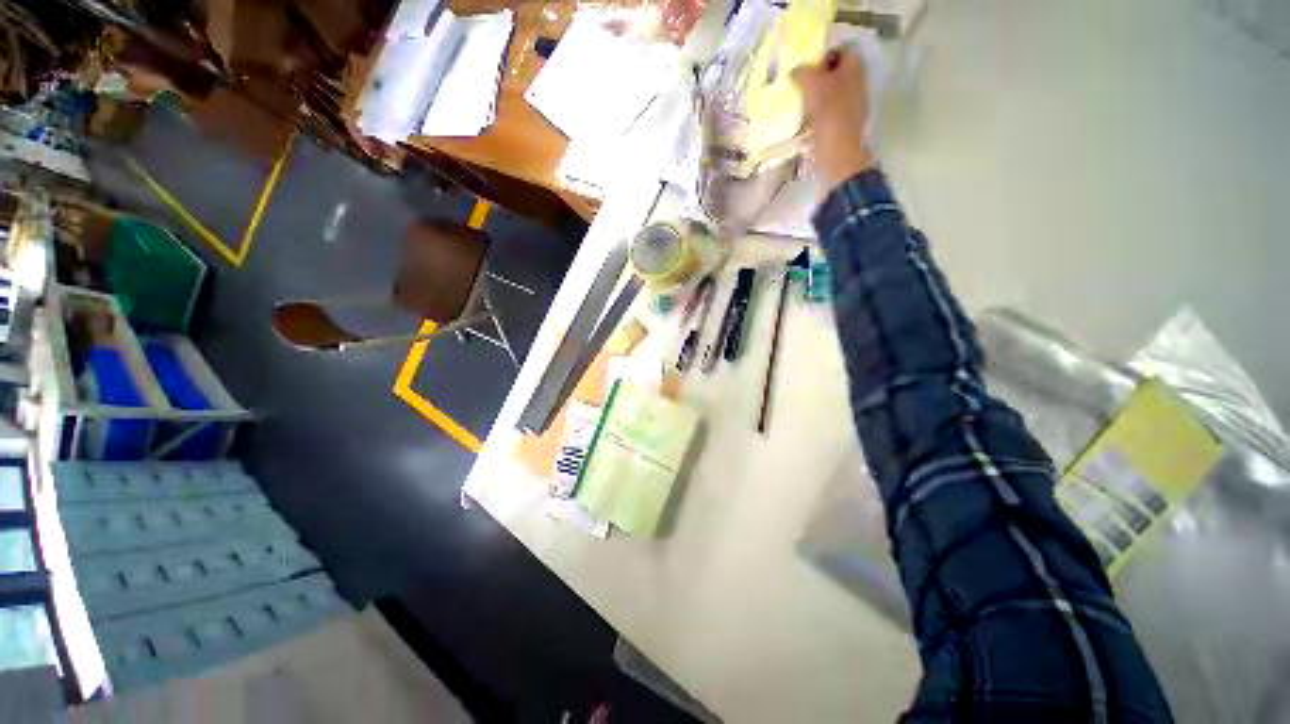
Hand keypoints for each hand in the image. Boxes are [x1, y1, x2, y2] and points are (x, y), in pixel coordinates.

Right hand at [792, 50, 873, 191]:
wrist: (839, 156)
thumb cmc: (829, 118)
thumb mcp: (813, 88)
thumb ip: (803, 73)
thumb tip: (795, 71)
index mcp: (854, 69)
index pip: (840, 50)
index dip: (822, 55)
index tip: (804, 65)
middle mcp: (857, 83)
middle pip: (836, 72)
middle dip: (817, 76)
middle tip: (798, 84)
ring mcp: (852, 105)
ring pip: (832, 92)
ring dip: (815, 95)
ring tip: (798, 102)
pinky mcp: (844, 124)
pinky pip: (829, 111)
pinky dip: (817, 112)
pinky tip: (805, 119)